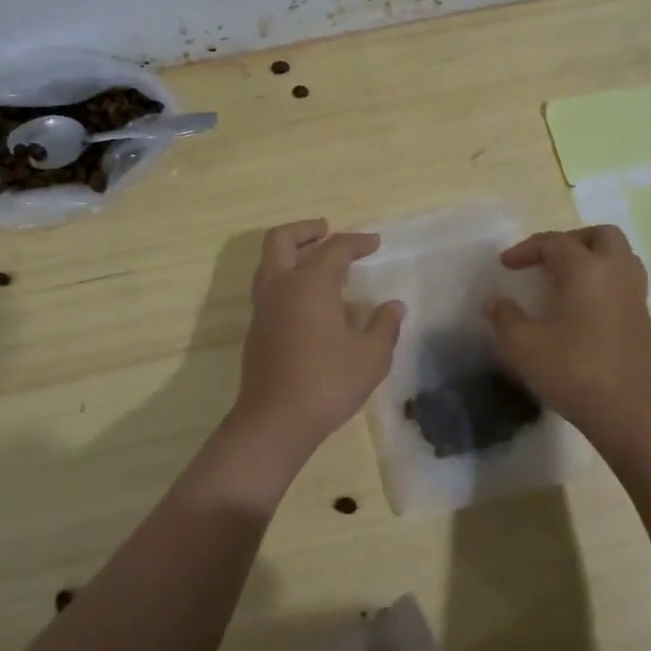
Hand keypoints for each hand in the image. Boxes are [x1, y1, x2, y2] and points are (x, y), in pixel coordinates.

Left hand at [228, 220, 404, 474]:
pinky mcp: (256, 328)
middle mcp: (281, 286)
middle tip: (327, 230)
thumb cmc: (327, 383)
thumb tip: (394, 306)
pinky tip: (308, 298)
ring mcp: (263, 307)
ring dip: (292, 251)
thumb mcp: (370, 357)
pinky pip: (269, 285)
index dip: (356, 242)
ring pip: (269, 261)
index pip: (334, 249)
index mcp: (310, 284)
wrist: (274, 421)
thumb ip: (384, 326)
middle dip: (305, 230)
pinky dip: (286, 276)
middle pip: (281, 239)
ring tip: (318, 261)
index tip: (374, 243)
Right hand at [486, 226, 650, 449]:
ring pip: (620, 256)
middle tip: (547, 259)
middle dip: (571, 240)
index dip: (526, 249)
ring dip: (593, 258)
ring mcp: (635, 296)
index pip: (554, 242)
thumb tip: (495, 302)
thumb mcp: (523, 345)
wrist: (629, 413)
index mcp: (586, 269)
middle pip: (600, 235)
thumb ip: (504, 317)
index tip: (506, 266)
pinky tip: (583, 307)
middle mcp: (616, 272)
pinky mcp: (644, 320)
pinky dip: (604, 281)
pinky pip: (624, 282)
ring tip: (567, 278)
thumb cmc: (573, 371)